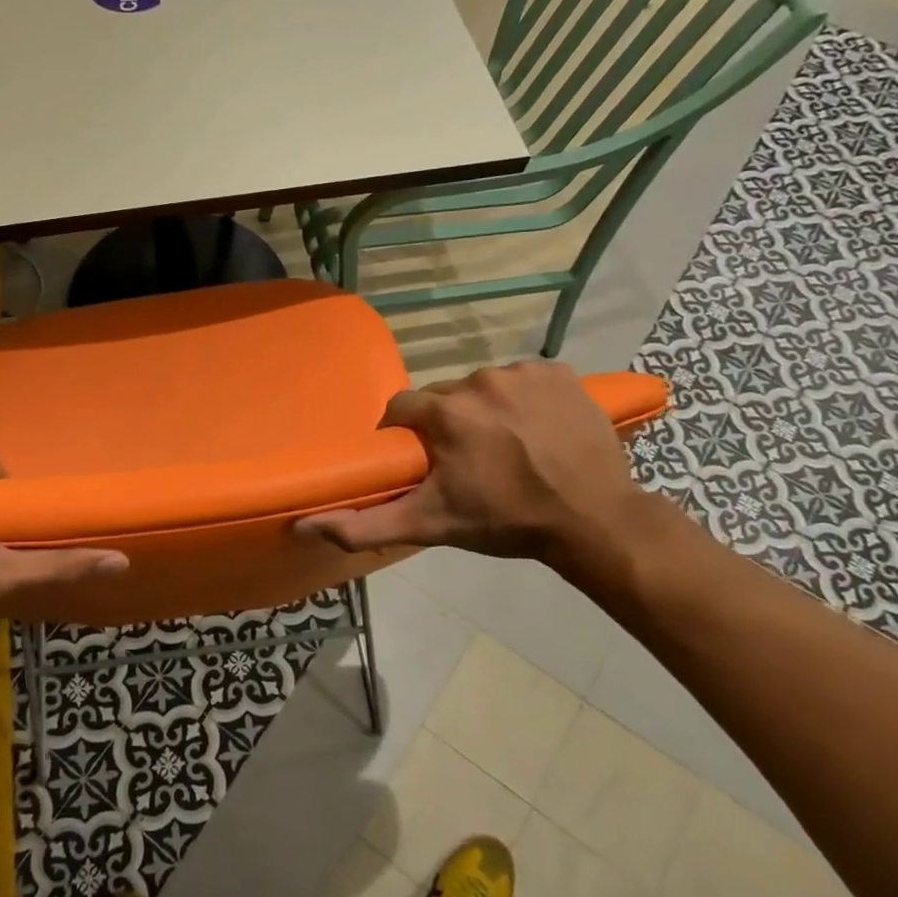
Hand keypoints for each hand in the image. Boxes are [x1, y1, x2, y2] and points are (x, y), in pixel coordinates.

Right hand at [298, 361, 646, 566]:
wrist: (593, 520)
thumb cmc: (505, 522)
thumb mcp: (430, 525)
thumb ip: (364, 525)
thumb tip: (304, 525)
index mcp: (444, 412)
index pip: (401, 409)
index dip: (404, 435)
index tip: (418, 460)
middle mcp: (479, 379)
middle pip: (443, 397)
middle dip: (445, 425)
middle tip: (464, 461)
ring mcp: (523, 372)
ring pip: (482, 387)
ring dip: (484, 411)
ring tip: (503, 447)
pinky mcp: (560, 371)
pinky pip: (524, 379)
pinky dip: (523, 399)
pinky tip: (535, 429)